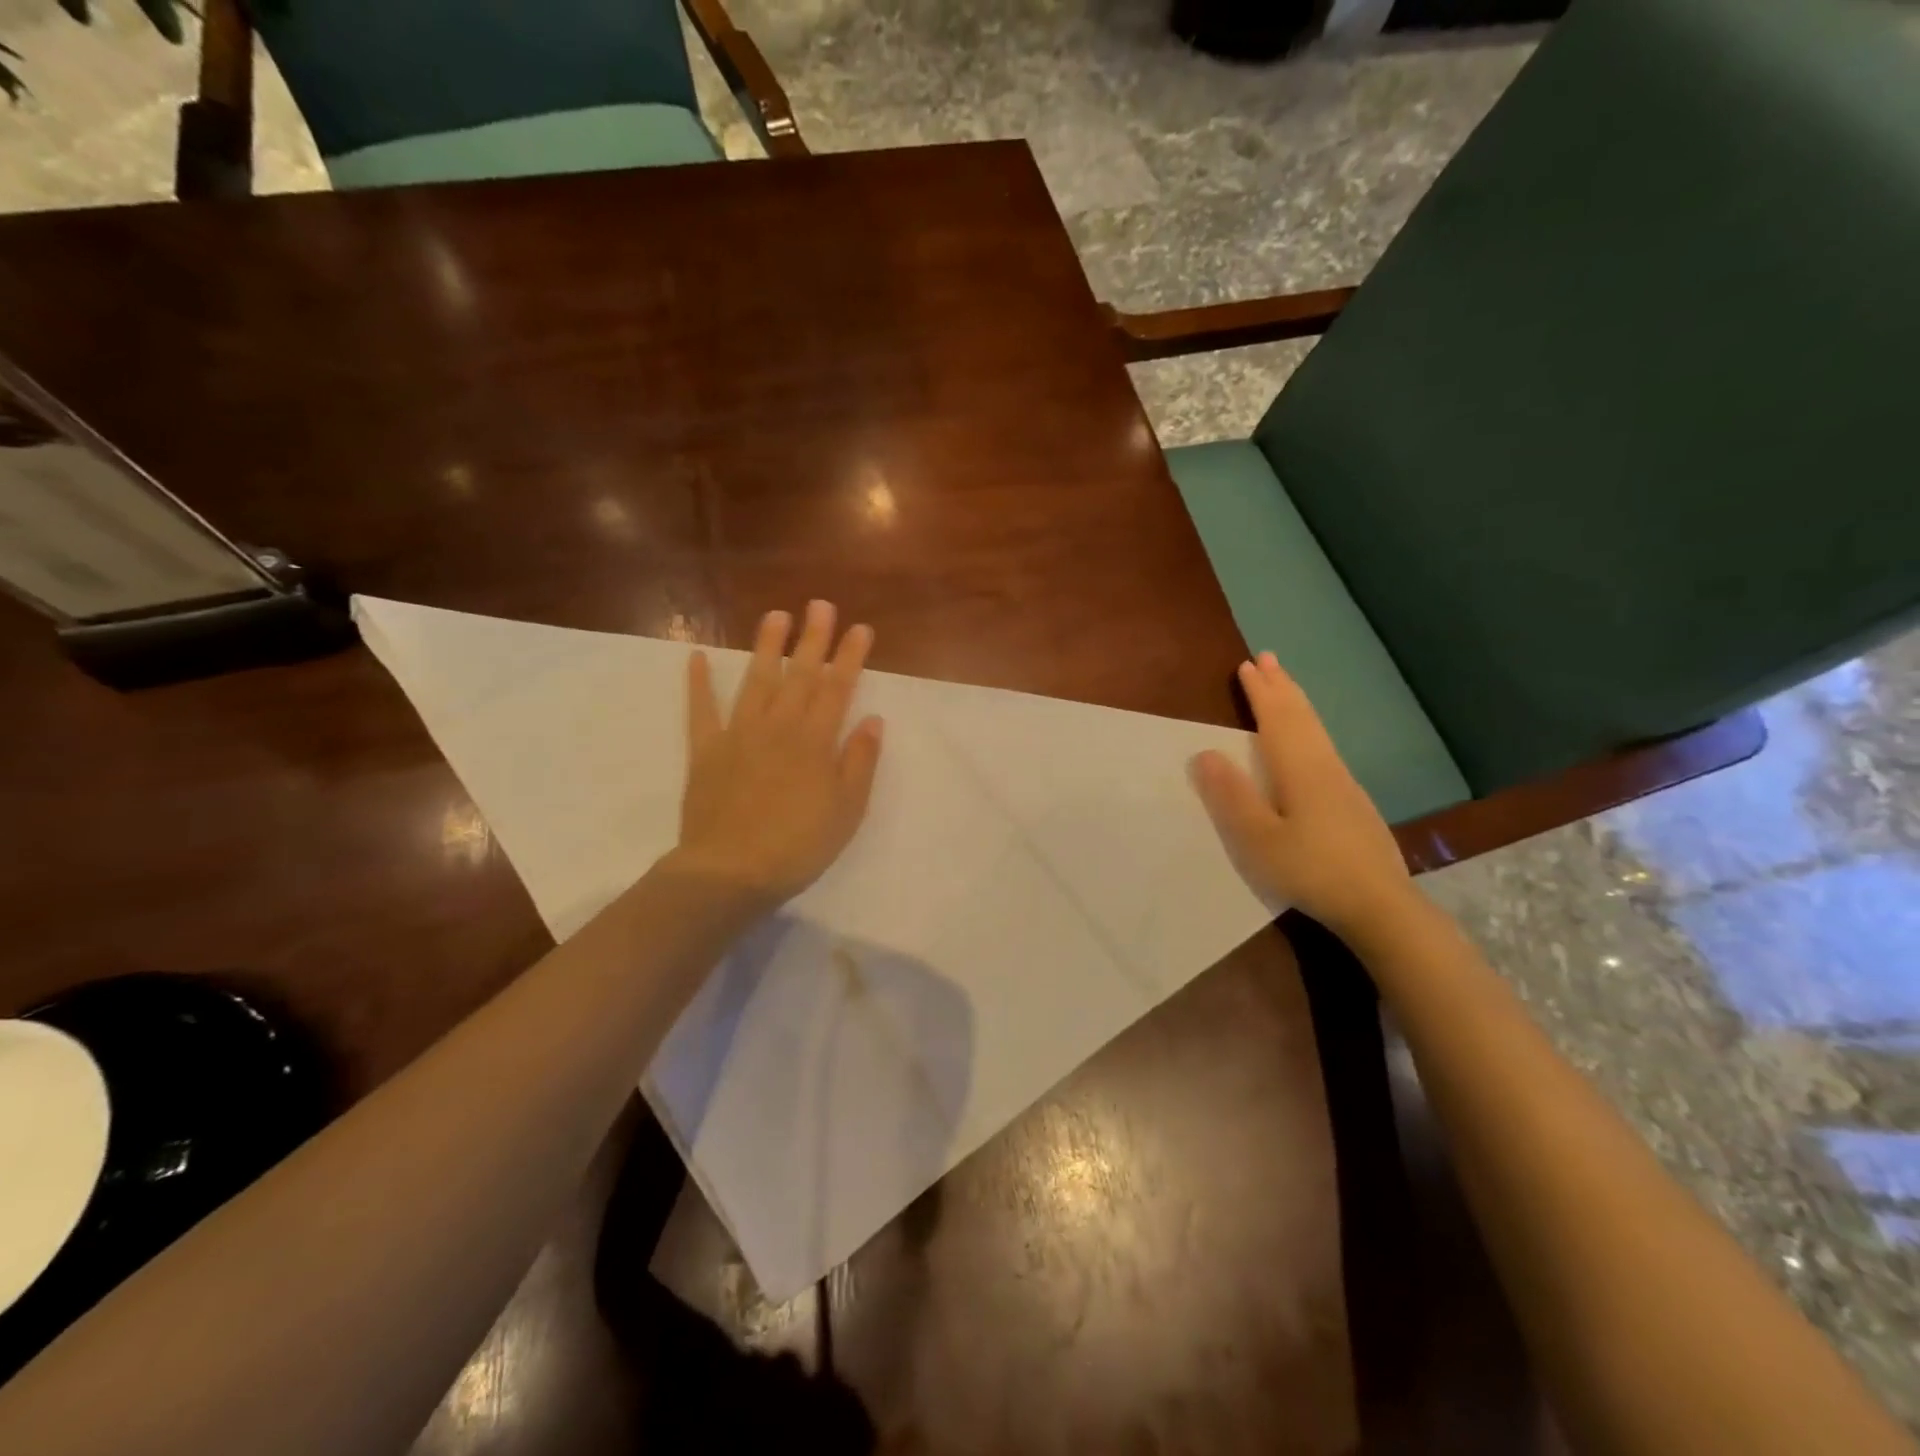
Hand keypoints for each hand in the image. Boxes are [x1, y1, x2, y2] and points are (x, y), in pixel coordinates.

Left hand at [672, 601, 883, 908]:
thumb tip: (873, 720)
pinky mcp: (706, 751)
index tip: (860, 629)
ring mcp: (738, 735)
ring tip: (776, 615)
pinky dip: (698, 684)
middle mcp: (778, 727)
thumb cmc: (799, 846)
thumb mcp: (847, 811)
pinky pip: (701, 711)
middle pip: (799, 675)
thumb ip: (860, 762)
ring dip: (766, 647)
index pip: (837, 689)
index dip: (850, 657)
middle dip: (813, 639)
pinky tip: (695, 657)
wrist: (731, 872)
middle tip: (820, 604)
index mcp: (815, 742)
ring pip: (756, 682)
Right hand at [1190, 652, 1415, 938]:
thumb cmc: (1311, 871)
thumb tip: (1205, 752)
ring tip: (1286, 686)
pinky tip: (1310, 740)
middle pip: (1301, 717)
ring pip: (1317, 731)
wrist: (1379, 905)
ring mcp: (1344, 784)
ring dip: (1297, 703)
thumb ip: (1232, 796)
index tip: (1246, 665)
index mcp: (1299, 771)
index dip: (1261, 692)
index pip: (1276, 720)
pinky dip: (1309, 727)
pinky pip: (1324, 747)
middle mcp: (1324, 767)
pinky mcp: (1353, 802)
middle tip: (1268, 658)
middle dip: (1282, 687)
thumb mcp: (1258, 839)